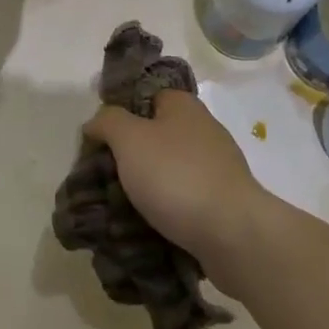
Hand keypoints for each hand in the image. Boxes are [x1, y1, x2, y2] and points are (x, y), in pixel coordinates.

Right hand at [82, 90, 266, 271]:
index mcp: (183, 106)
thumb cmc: (176, 175)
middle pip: (155, 135)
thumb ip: (108, 122)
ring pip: (167, 169)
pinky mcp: (221, 199)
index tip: (98, 140)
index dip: (119, 114)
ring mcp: (215, 166)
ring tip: (118, 207)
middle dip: (128, 156)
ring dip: (145, 186)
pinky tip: (146, 224)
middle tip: (102, 177)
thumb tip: (96, 122)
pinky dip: (164, 208)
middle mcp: (203, 129)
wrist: (232, 231)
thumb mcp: (129, 139)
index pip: (145, 97)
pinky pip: (182, 198)